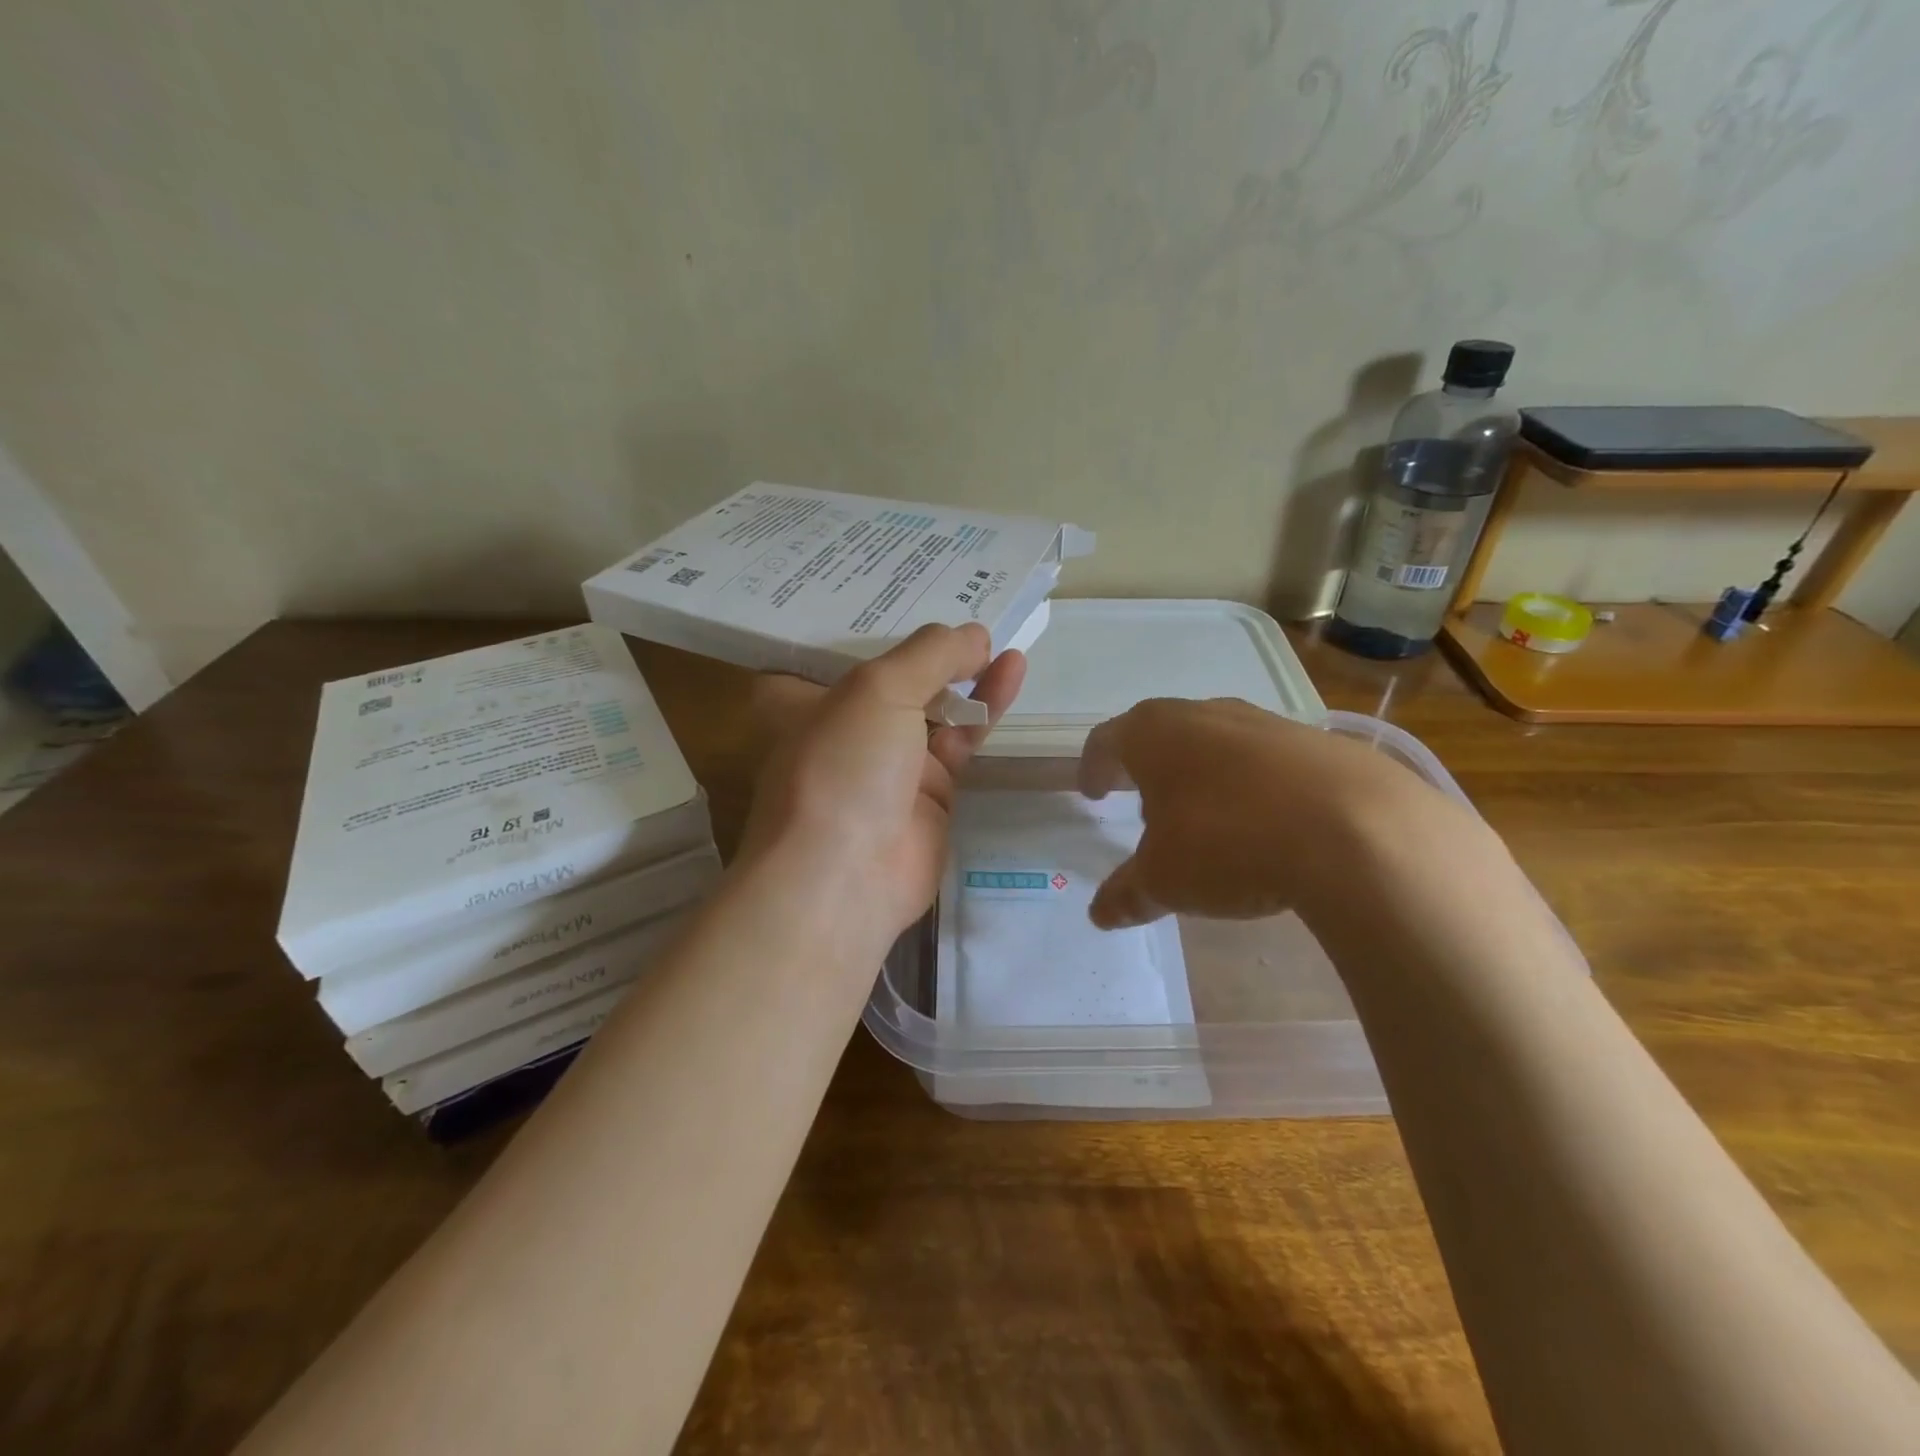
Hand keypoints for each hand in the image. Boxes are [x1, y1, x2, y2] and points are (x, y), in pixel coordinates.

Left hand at [741, 624, 1025, 942]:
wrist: (846, 880)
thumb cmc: (843, 768)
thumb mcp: (878, 690)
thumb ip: (930, 654)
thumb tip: (975, 634)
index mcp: (808, 699)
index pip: (844, 648)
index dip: (880, 619)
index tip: (918, 587)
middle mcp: (848, 727)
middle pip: (897, 677)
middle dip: (933, 649)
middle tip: (974, 609)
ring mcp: (890, 763)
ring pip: (937, 707)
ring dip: (969, 674)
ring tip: (1003, 639)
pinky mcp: (932, 793)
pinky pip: (963, 740)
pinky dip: (986, 709)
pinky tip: (1011, 671)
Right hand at [1078, 697, 1469, 930]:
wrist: (1357, 832)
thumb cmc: (1229, 844)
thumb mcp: (1165, 880)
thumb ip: (1128, 893)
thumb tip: (1100, 914)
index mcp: (1155, 736)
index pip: (1107, 740)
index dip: (1093, 767)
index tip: (1091, 793)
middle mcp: (1205, 715)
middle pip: (1161, 732)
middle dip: (1148, 768)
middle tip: (1143, 804)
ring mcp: (1266, 723)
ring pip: (1216, 741)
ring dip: (1201, 773)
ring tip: (1205, 817)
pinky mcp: (1318, 742)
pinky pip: (1267, 759)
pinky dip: (1253, 783)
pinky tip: (1267, 823)